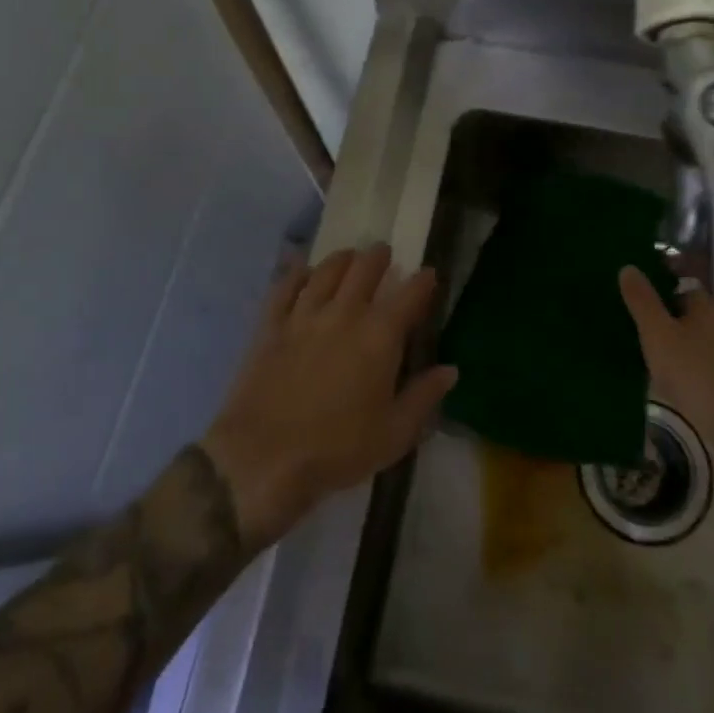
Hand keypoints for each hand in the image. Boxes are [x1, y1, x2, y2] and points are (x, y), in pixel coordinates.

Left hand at [202, 244, 456, 546]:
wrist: (263, 458)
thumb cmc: (337, 450)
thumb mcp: (394, 433)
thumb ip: (424, 396)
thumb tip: (450, 370)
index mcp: (379, 336)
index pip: (409, 294)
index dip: (423, 281)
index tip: (430, 274)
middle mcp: (344, 314)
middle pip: (364, 269)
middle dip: (379, 257)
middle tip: (385, 254)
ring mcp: (303, 315)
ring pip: (326, 271)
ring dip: (342, 259)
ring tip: (350, 257)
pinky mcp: (271, 326)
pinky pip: (285, 287)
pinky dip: (297, 274)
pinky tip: (303, 272)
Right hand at [617, 266, 713, 463]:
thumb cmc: (702, 379)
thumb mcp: (660, 338)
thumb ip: (642, 301)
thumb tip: (629, 268)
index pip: (701, 265)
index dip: (676, 265)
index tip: (653, 277)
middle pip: (713, 295)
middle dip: (684, 302)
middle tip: (656, 319)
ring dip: (701, 328)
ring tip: (674, 349)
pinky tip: (701, 373)